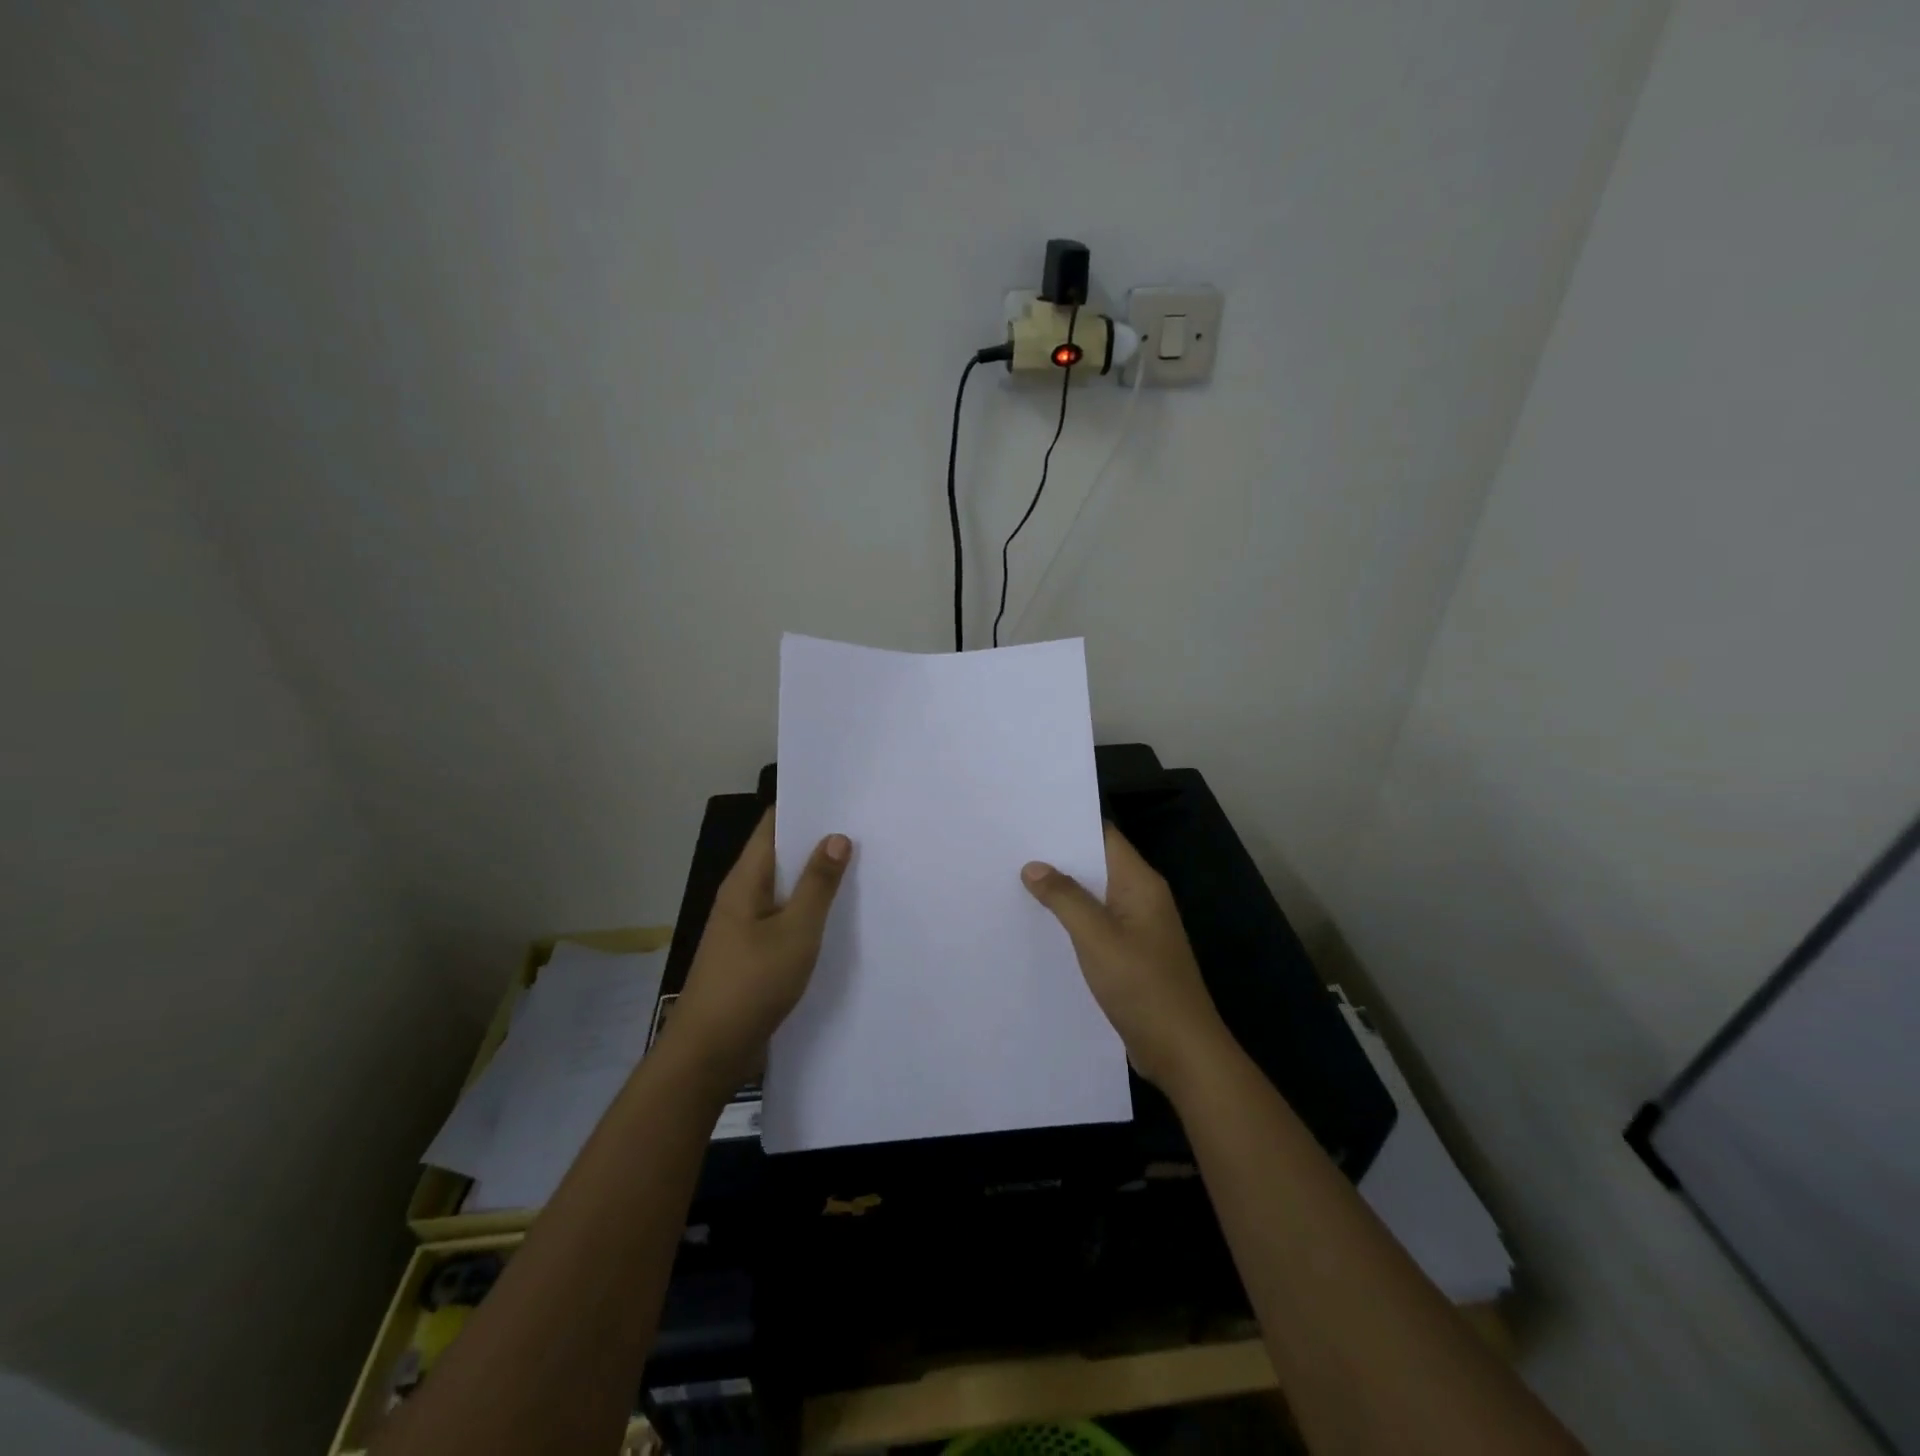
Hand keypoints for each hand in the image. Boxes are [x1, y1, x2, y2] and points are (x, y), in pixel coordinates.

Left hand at [667, 811, 850, 1087]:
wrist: (709, 1053)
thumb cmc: (751, 985)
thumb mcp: (795, 932)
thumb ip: (818, 885)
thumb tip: (837, 837)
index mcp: (746, 880)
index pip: (773, 826)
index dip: (805, 807)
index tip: (844, 797)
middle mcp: (743, 895)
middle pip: (781, 855)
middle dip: (818, 841)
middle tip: (865, 829)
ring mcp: (746, 926)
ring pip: (786, 889)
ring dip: (816, 878)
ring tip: (862, 865)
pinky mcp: (753, 953)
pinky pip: (785, 918)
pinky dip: (810, 910)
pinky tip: (839, 915)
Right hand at [1021, 822, 1231, 1093]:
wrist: (1182, 1051)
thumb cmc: (1142, 986)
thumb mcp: (1097, 938)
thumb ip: (1065, 898)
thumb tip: (1034, 866)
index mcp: (1141, 884)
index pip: (1104, 837)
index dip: (1069, 825)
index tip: (1029, 819)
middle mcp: (1141, 898)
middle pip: (1097, 865)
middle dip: (1058, 858)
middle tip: (1011, 849)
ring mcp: (1137, 928)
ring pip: (1094, 897)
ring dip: (1062, 891)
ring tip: (1015, 881)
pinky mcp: (1130, 955)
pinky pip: (1096, 925)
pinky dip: (1071, 920)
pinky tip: (1040, 925)